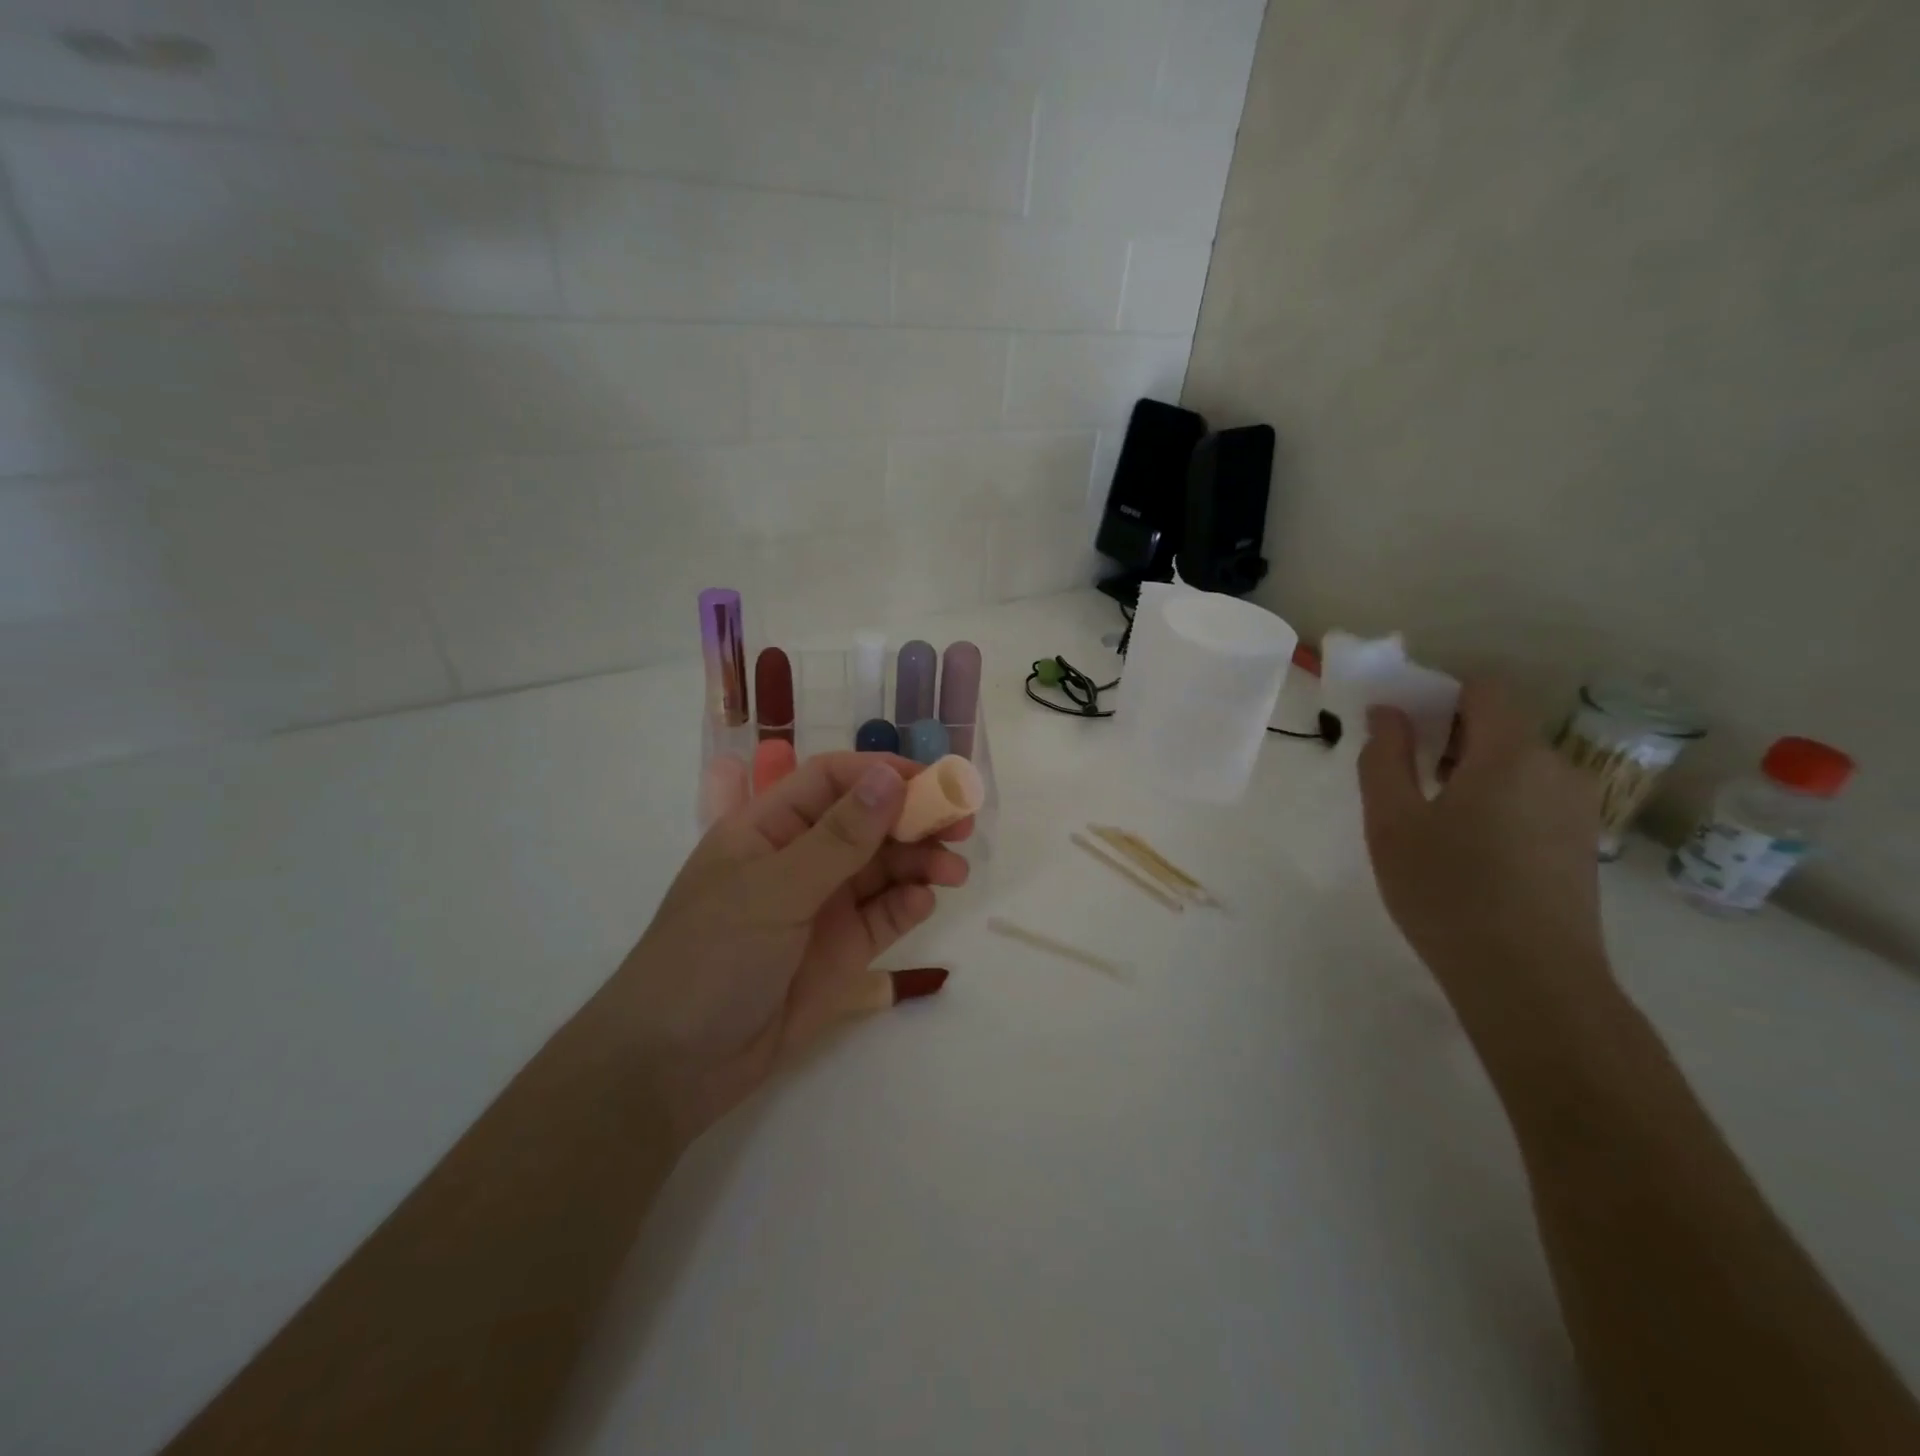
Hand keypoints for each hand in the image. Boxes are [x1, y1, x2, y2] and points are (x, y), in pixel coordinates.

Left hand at [606, 752, 971, 1143]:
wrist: (678, 1064)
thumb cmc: (712, 956)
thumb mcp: (774, 889)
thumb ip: (838, 837)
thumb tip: (891, 777)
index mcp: (769, 828)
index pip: (832, 780)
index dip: (882, 773)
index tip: (932, 780)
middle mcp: (800, 859)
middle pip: (868, 821)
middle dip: (914, 817)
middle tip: (962, 822)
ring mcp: (823, 906)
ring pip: (884, 867)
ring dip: (921, 860)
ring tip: (954, 870)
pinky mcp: (843, 950)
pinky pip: (884, 914)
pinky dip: (908, 903)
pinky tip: (923, 902)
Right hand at [1357, 680, 1612, 1014]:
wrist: (1531, 983)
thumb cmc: (1447, 892)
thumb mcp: (1391, 822)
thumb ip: (1384, 758)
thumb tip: (1388, 713)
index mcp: (1511, 753)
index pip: (1483, 688)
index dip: (1438, 692)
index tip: (1399, 725)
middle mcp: (1557, 769)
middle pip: (1499, 726)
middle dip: (1447, 735)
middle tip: (1400, 776)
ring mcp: (1576, 809)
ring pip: (1515, 764)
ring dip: (1469, 771)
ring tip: (1428, 819)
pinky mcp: (1580, 844)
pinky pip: (1531, 797)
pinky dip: (1495, 800)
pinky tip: (1466, 849)